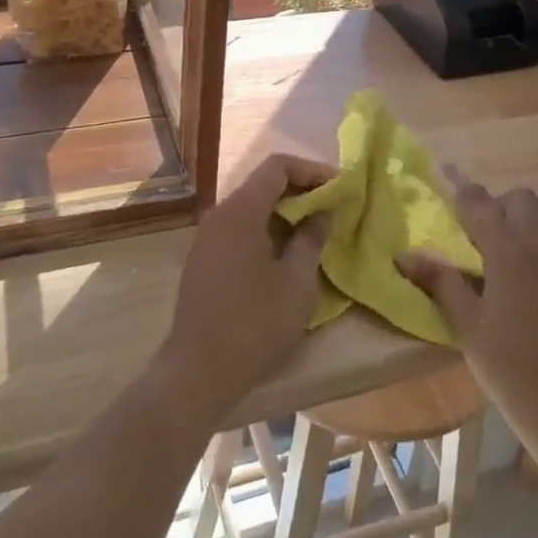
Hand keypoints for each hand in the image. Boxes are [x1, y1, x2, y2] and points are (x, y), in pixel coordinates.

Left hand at [155, 154, 332, 417]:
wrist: (198, 370)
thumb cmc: (255, 322)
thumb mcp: (297, 281)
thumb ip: (311, 238)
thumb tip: (321, 213)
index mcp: (241, 210)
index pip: (277, 166)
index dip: (311, 170)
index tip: (338, 185)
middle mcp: (219, 213)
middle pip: (262, 184)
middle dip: (299, 190)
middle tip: (331, 207)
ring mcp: (207, 237)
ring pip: (250, 208)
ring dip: (283, 212)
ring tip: (314, 230)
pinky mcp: (203, 259)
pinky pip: (238, 229)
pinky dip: (265, 229)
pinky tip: (284, 253)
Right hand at [399, 171, 537, 451]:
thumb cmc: (509, 368)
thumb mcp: (466, 326)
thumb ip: (441, 282)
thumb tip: (406, 254)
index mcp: (507, 255)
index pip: (480, 204)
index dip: (461, 185)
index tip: (446, 170)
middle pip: (522, 198)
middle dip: (500, 202)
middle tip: (484, 228)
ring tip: (522, 233)